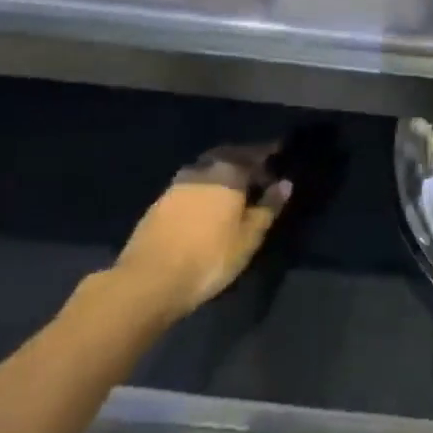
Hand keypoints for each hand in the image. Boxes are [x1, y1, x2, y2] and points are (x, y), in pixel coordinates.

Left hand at [112, 143, 293, 320]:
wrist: (148, 281)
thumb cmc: (210, 257)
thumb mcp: (249, 237)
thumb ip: (268, 207)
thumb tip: (284, 183)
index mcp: (228, 172)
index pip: (255, 153)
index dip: (269, 152)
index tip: (280, 151)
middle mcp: (202, 170)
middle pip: (228, 155)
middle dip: (245, 158)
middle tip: (259, 169)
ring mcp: (176, 185)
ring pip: (207, 169)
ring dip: (223, 172)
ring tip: (235, 186)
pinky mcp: (159, 203)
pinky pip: (191, 184)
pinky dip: (205, 186)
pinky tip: (209, 201)